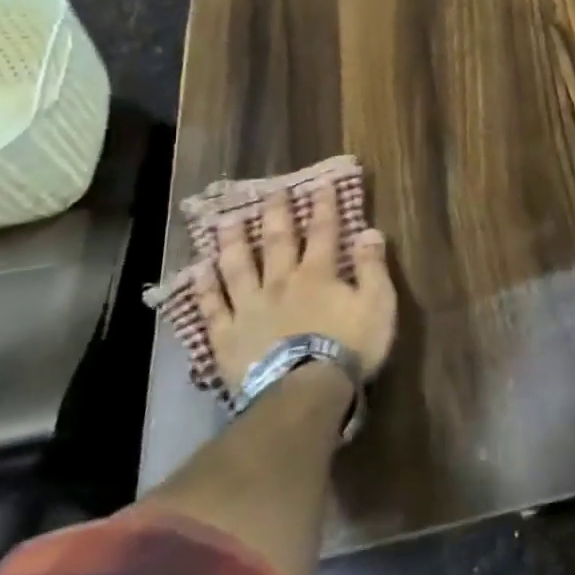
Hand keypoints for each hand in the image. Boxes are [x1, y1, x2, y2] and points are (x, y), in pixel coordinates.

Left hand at [194, 186, 396, 392]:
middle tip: (270, 190)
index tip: (320, 183)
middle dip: (276, 214)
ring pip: (238, 267)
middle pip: (277, 242)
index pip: (323, 232)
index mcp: (318, 274)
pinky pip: (213, 307)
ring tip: (226, 221)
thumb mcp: (377, 304)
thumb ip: (372, 267)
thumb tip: (370, 230)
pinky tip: (197, 272)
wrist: (303, 391)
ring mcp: (250, 307)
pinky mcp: (227, 335)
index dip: (323, 206)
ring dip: (233, 242)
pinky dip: (205, 288)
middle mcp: (280, 282)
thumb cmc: (348, 347)